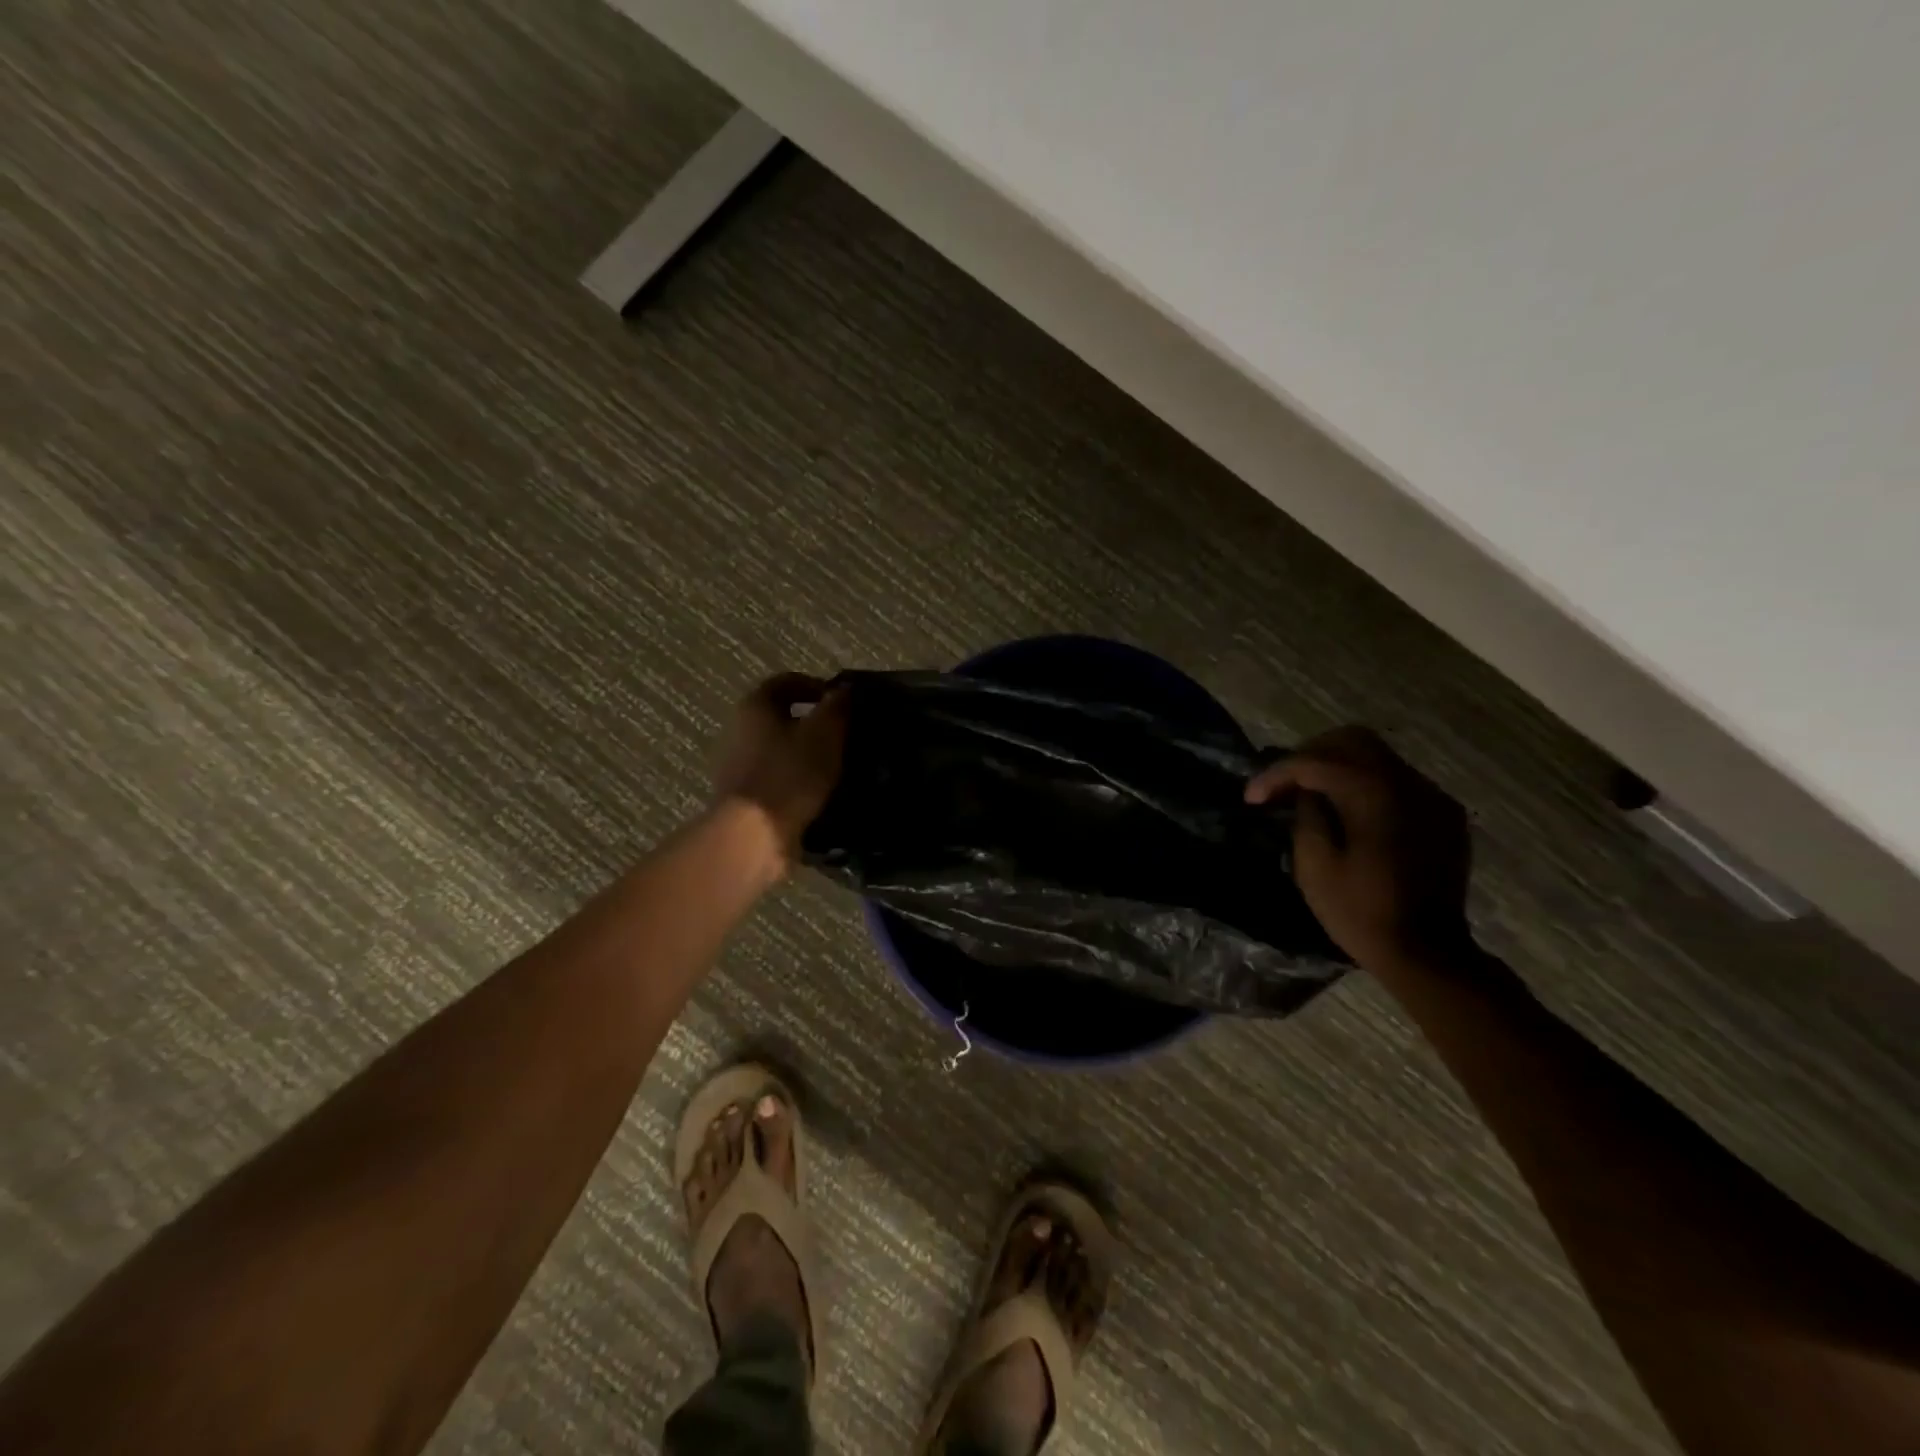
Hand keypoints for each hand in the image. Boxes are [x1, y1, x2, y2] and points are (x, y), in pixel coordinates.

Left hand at [711, 673, 849, 866]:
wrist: (754, 835)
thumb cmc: (790, 774)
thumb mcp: (825, 733)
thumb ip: (837, 706)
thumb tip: (844, 690)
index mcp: (755, 706)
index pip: (787, 681)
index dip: (817, 686)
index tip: (844, 702)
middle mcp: (740, 730)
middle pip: (782, 717)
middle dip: (815, 724)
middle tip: (846, 735)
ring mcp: (738, 766)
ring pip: (781, 750)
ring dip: (808, 755)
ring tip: (840, 767)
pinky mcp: (745, 797)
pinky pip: (778, 779)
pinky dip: (799, 781)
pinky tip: (822, 793)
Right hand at [1245, 726, 1473, 970]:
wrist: (1428, 955)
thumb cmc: (1361, 912)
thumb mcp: (1314, 864)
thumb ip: (1306, 813)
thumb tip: (1307, 793)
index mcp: (1372, 792)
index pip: (1314, 761)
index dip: (1276, 774)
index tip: (1251, 798)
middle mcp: (1407, 782)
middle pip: (1351, 740)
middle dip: (1309, 755)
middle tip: (1283, 784)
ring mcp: (1431, 797)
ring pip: (1378, 756)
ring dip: (1339, 767)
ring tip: (1311, 796)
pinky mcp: (1443, 815)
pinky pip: (1398, 781)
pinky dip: (1367, 785)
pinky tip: (1350, 812)